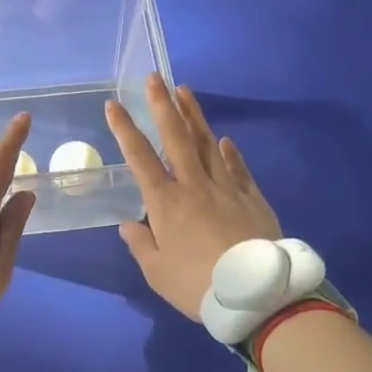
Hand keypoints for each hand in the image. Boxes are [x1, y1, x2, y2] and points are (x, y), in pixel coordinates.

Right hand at [104, 74, 282, 319]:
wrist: (257, 294)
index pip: (140, 158)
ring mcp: (226, 188)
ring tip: (184, 91)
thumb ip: (141, 245)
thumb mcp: (158, 273)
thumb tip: (128, 225)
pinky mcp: (252, 197)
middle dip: (162, 105)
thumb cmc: (198, 285)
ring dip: (194, 116)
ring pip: (207, 143)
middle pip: (176, 137)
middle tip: (154, 77)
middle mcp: (194, 185)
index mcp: (165, 203)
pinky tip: (225, 140)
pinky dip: (229, 152)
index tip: (114, 105)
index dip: (125, 129)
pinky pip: (237, 168)